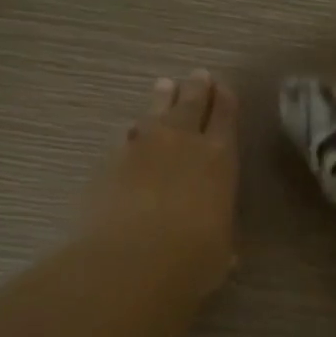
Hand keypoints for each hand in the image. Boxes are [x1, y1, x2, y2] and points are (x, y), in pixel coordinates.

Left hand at [80, 70, 239, 298]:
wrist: (131, 261)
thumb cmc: (192, 259)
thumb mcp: (220, 251)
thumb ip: (220, 236)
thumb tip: (222, 245)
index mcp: (219, 158)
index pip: (225, 117)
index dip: (225, 101)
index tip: (224, 88)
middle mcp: (182, 142)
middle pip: (190, 104)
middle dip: (196, 89)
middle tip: (198, 75)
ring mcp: (142, 147)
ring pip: (155, 111)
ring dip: (162, 99)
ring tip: (164, 86)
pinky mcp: (109, 160)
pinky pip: (126, 136)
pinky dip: (133, 132)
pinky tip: (132, 132)